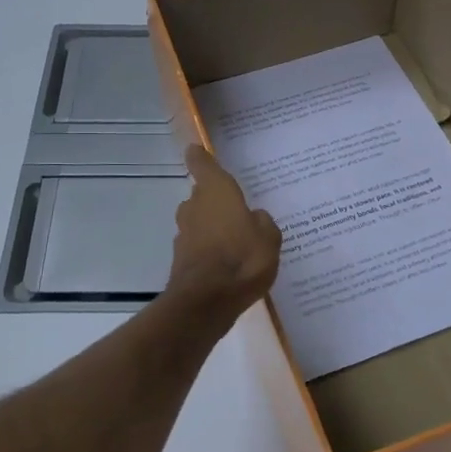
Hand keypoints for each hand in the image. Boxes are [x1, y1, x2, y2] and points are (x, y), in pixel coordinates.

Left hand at [164, 145, 282, 320]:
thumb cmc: (243, 259)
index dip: (200, 156)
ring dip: (211, 225)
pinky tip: (226, 263)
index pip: (202, 164)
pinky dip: (208, 248)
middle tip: (237, 209)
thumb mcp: (269, 238)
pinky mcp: (181, 258)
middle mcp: (195, 206)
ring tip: (235, 239)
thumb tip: (253, 217)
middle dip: (215, 200)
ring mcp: (184, 233)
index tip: (197, 150)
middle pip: (202, 194)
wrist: (207, 301)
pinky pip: (198, 244)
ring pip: (199, 220)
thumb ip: (262, 222)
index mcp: (216, 191)